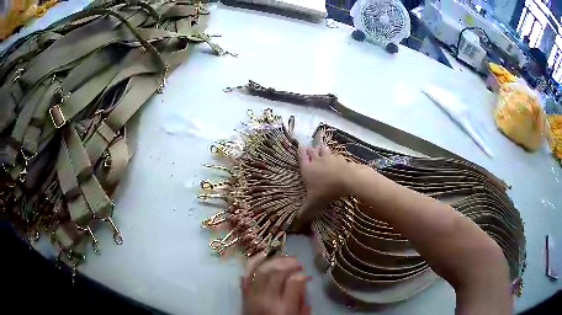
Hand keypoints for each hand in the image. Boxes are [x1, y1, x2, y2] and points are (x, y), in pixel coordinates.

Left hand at [241, 253, 309, 314]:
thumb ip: (303, 303)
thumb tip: (304, 282)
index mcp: (284, 308)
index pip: (295, 281)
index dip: (302, 275)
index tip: (305, 274)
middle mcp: (267, 299)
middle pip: (277, 272)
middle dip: (289, 263)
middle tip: (297, 263)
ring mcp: (253, 295)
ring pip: (262, 269)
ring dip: (274, 260)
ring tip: (284, 259)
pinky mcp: (244, 293)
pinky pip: (247, 273)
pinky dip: (254, 261)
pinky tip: (264, 255)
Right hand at [295, 145, 362, 227]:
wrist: (347, 180)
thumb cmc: (326, 191)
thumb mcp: (313, 203)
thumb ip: (305, 211)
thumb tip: (296, 222)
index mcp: (307, 169)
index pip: (301, 156)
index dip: (300, 151)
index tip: (300, 147)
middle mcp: (317, 161)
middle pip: (312, 150)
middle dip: (310, 150)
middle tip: (310, 149)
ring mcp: (330, 158)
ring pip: (324, 149)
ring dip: (322, 149)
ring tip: (322, 149)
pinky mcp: (341, 158)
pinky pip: (336, 155)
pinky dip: (335, 156)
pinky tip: (337, 160)